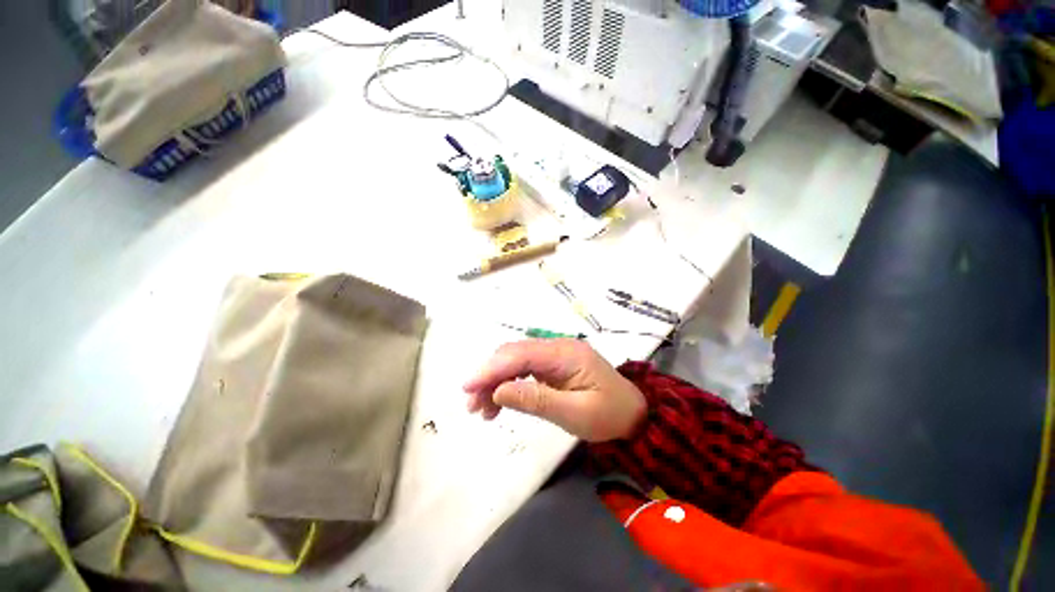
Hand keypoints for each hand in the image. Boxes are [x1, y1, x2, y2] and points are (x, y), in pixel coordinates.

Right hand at [462, 339, 646, 441]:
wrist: (633, 413)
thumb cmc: (609, 415)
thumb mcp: (575, 413)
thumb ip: (536, 400)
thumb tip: (498, 391)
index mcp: (565, 354)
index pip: (521, 354)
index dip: (492, 369)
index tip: (468, 387)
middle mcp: (557, 347)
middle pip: (514, 353)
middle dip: (489, 375)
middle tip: (473, 405)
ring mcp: (555, 354)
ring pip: (516, 360)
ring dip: (496, 380)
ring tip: (482, 409)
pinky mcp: (554, 364)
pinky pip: (525, 368)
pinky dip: (508, 382)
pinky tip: (499, 400)